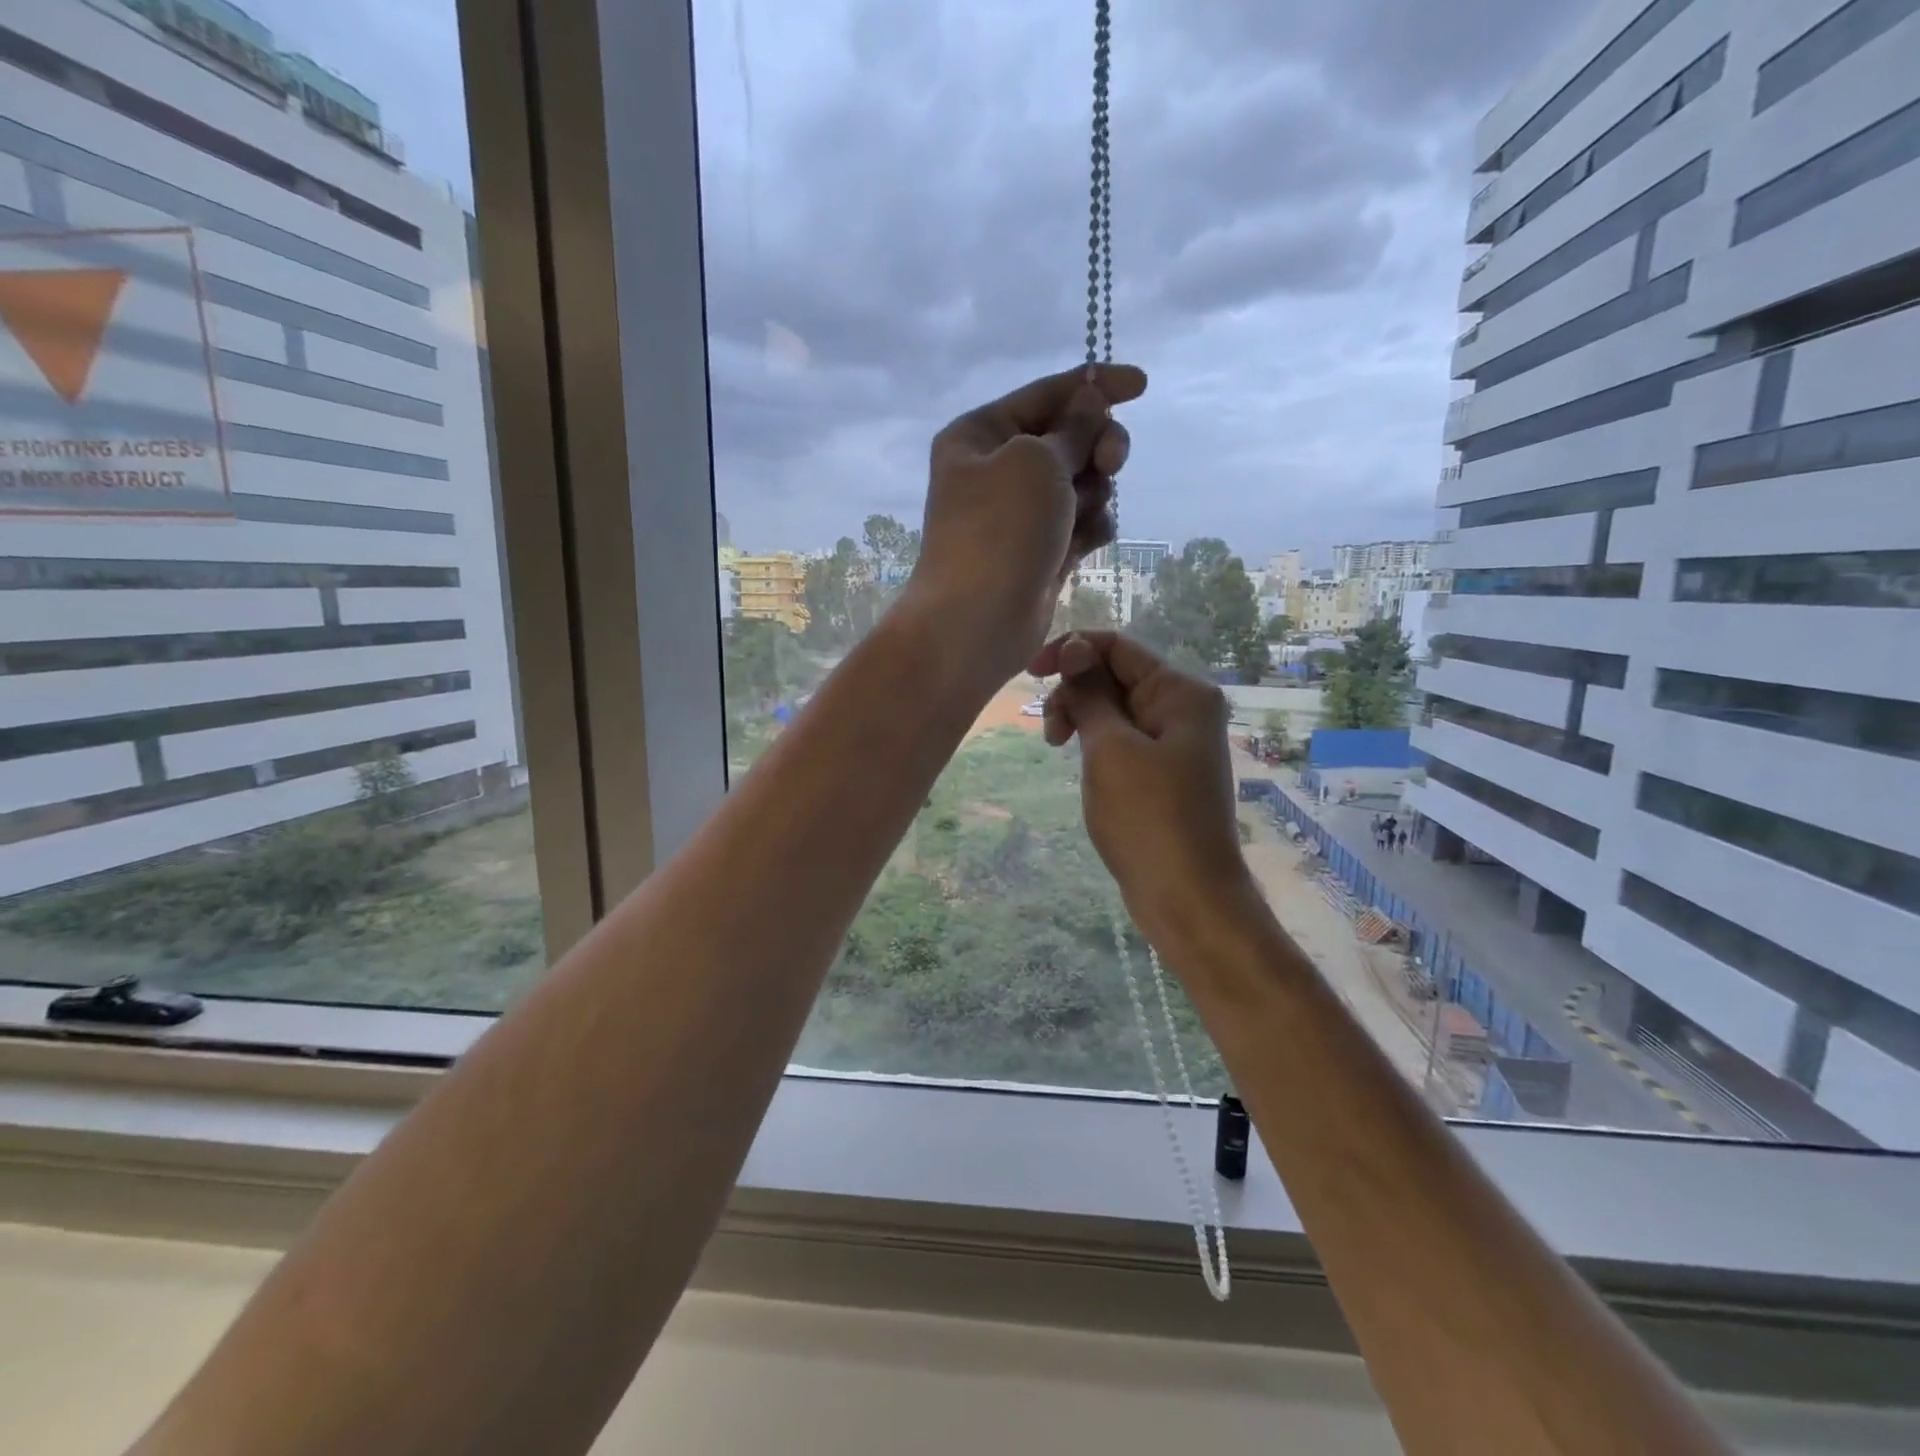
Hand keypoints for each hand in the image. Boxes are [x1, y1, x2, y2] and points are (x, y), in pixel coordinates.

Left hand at [906, 363, 1145, 683]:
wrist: (977, 621)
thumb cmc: (999, 530)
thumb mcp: (1037, 461)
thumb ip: (1074, 427)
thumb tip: (1091, 400)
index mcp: (979, 435)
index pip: (1044, 394)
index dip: (1094, 385)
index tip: (1142, 386)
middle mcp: (997, 469)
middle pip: (1068, 437)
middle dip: (1097, 445)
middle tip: (1111, 462)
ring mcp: (1020, 514)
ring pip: (1080, 482)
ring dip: (1093, 491)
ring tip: (1080, 515)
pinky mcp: (1041, 551)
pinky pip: (1081, 523)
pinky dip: (1091, 527)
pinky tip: (1088, 542)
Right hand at [1031, 632, 1256, 943]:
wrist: (1187, 896)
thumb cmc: (1147, 817)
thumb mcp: (1110, 749)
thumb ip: (1090, 694)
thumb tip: (1074, 649)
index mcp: (1181, 691)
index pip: (1117, 646)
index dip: (1070, 650)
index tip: (1029, 674)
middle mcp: (1183, 707)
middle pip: (1115, 675)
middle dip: (1074, 691)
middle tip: (1052, 732)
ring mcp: (1175, 740)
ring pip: (1115, 707)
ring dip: (1081, 717)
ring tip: (1057, 747)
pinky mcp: (1164, 769)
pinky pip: (1123, 737)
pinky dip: (1096, 740)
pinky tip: (1080, 760)